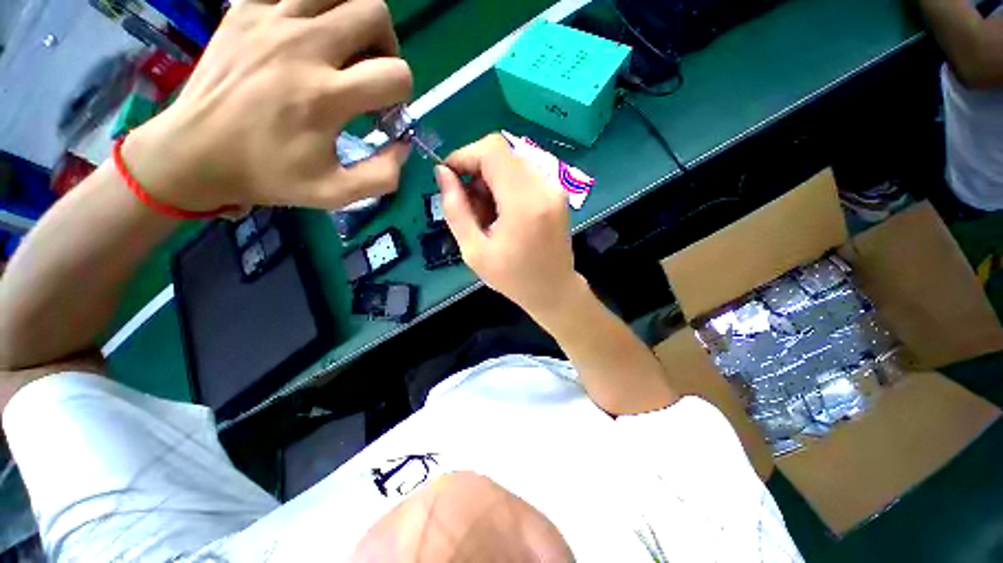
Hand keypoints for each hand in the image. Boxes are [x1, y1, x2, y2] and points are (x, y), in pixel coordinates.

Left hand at [124, 0, 412, 211]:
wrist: (196, 153)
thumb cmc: (269, 176)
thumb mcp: (337, 193)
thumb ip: (383, 175)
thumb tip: (402, 145)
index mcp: (325, 96)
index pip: (396, 75)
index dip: (402, 93)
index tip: (383, 111)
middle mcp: (302, 48)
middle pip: (374, 12)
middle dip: (386, 44)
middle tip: (370, 71)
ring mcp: (270, 21)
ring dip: (353, 17)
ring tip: (344, 46)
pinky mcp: (245, 10)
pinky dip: (311, 9)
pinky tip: (305, 35)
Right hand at [435, 134, 582, 318]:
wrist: (554, 290)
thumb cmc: (513, 278)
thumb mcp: (474, 251)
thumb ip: (455, 210)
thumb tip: (443, 173)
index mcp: (524, 203)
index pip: (492, 150)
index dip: (465, 155)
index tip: (450, 177)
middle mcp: (544, 187)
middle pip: (502, 153)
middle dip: (477, 171)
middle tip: (471, 205)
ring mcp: (555, 187)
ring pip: (512, 161)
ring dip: (492, 179)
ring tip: (488, 213)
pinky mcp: (558, 192)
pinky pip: (525, 173)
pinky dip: (507, 184)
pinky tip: (504, 211)